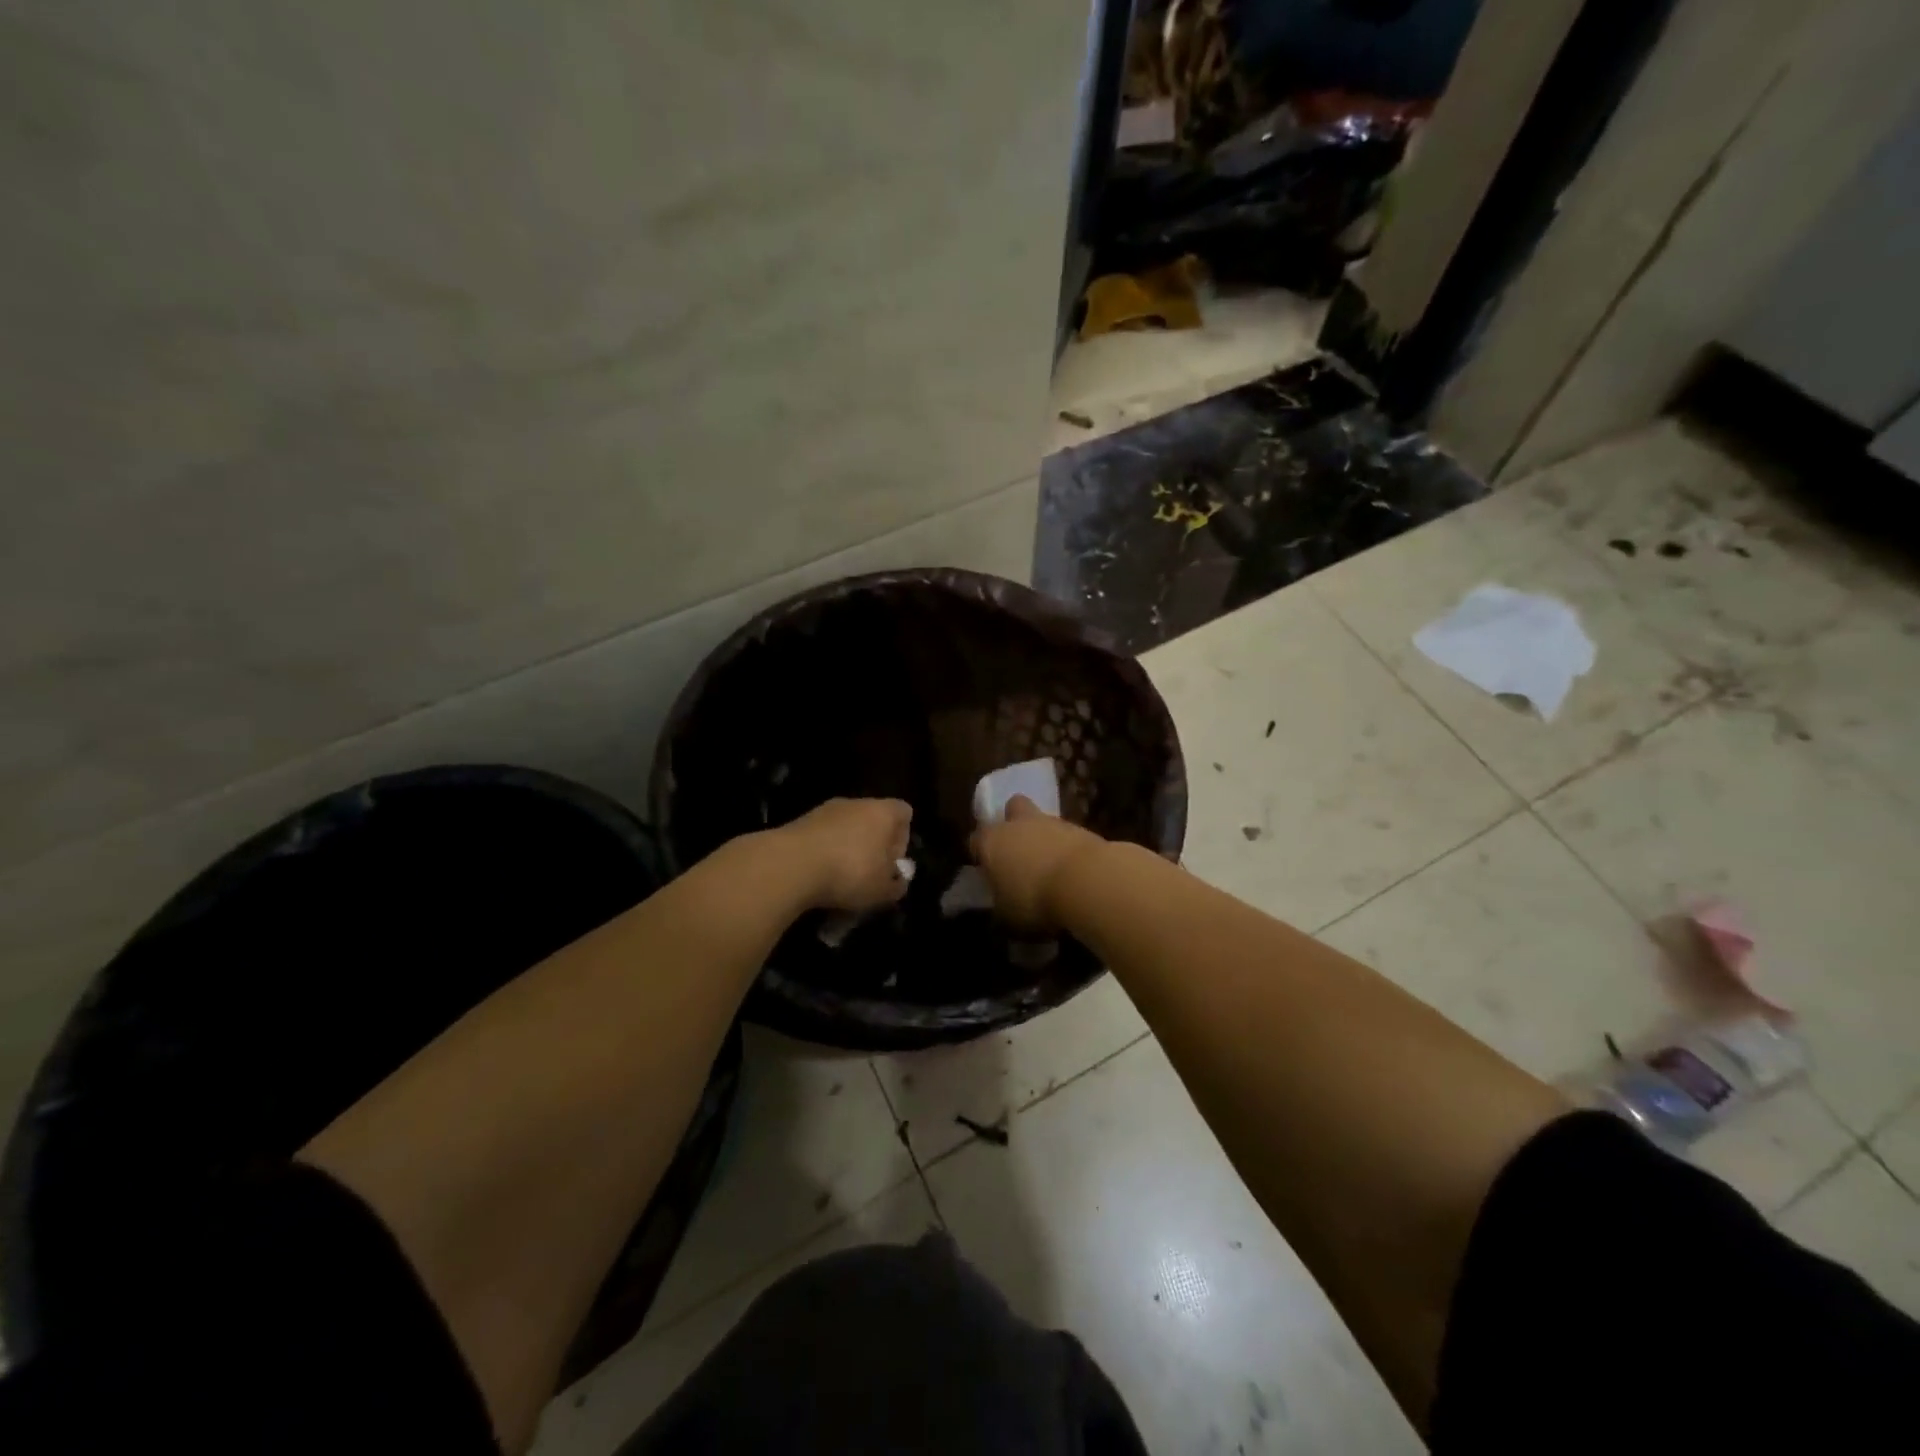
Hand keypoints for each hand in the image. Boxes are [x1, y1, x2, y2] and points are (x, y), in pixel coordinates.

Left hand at [780, 798, 913, 912]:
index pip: (904, 813)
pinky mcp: (799, 823)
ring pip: (844, 831)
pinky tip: (816, 881)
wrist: (791, 865)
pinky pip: (820, 840)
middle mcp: (855, 803)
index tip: (892, 863)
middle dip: (871, 848)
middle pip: (872, 821)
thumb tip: (896, 881)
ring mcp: (824, 811)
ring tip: (839, 884)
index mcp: (883, 812)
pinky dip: (822, 857)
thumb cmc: (850, 872)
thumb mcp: (883, 890)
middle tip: (868, 877)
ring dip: (845, 854)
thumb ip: (896, 885)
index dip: (903, 838)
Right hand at [969, 796, 1109, 932]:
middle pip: (1012, 809)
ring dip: (1043, 837)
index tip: (988, 871)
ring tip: (1050, 867)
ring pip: (1042, 821)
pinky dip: (1067, 847)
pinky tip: (1072, 869)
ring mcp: (1051, 822)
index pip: (976, 840)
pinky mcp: (1081, 827)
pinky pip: (1067, 835)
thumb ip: (1002, 906)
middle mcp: (1017, 824)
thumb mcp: (1008, 916)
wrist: (1086, 881)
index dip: (981, 854)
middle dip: (1014, 823)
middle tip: (1018, 850)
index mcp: (991, 842)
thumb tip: (1002, 906)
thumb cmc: (1034, 899)